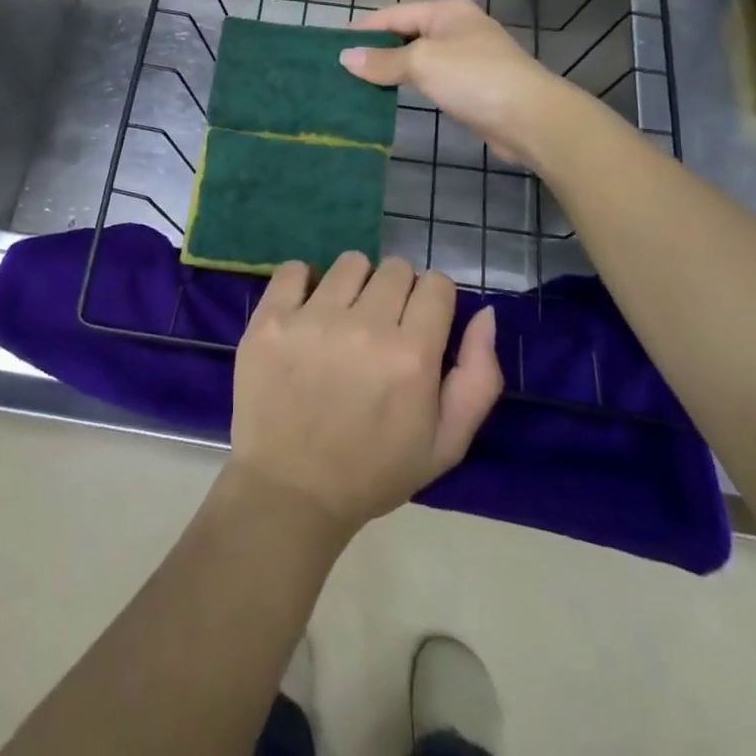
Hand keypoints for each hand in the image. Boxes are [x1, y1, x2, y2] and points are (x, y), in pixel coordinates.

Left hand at [229, 253, 502, 536]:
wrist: (290, 492)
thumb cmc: (373, 471)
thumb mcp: (446, 444)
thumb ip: (479, 378)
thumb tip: (485, 313)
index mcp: (412, 355)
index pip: (437, 284)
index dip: (433, 302)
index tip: (420, 325)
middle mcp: (365, 326)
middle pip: (396, 268)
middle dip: (397, 292)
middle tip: (381, 327)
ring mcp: (313, 318)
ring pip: (351, 262)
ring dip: (354, 285)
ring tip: (342, 319)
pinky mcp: (271, 318)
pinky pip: (295, 268)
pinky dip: (304, 282)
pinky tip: (306, 311)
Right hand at [339, 0, 569, 165]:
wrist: (532, 118)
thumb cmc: (475, 78)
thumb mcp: (423, 63)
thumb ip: (383, 60)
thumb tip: (345, 57)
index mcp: (446, 10)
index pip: (393, 14)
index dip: (362, 30)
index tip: (332, 48)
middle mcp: (457, 26)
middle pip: (406, 33)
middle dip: (375, 50)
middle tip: (341, 70)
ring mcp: (467, 56)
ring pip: (418, 57)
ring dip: (392, 69)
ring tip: (358, 84)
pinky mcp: (473, 84)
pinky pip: (432, 78)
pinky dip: (411, 84)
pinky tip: (392, 97)